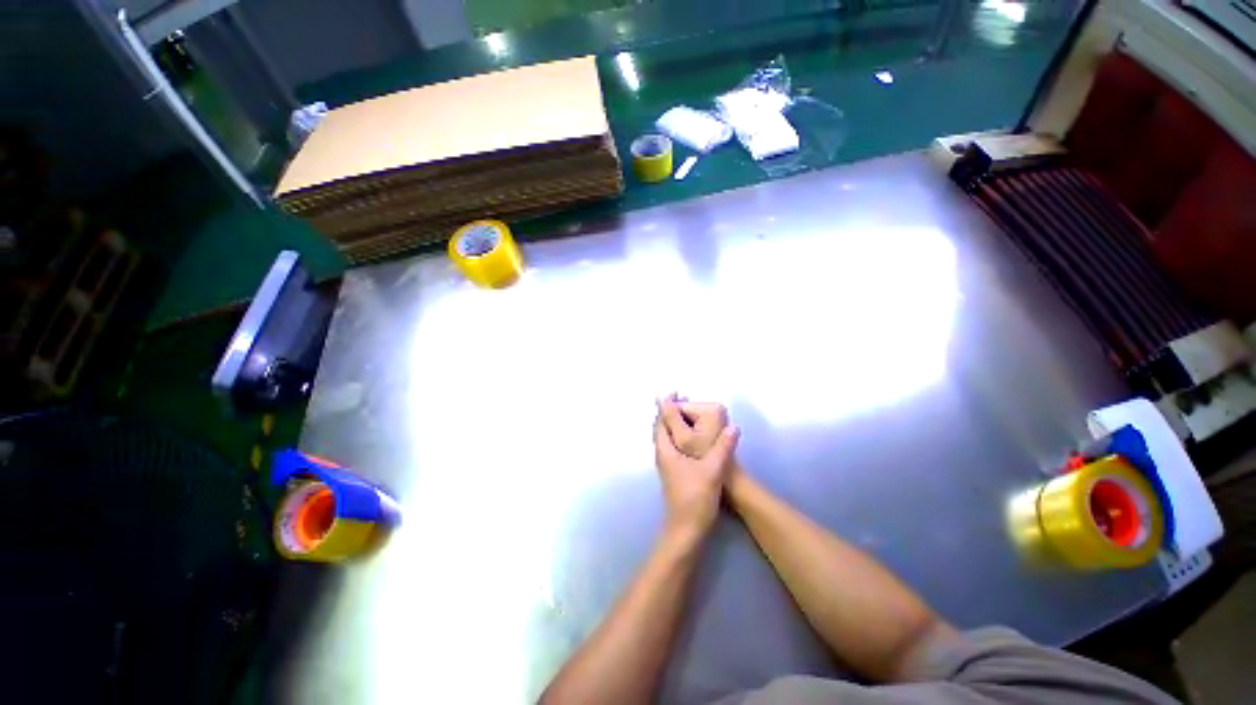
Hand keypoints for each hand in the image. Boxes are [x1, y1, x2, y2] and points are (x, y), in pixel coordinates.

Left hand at [654, 398, 739, 538]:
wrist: (686, 529)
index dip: (666, 404)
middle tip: (683, 398)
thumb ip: (723, 447)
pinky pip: (672, 445)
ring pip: (666, 436)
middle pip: (661, 426)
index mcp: (666, 449)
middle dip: (669, 411)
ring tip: (687, 413)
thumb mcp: (712, 470)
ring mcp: (667, 464)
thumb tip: (733, 426)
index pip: (662, 420)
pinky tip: (691, 437)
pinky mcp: (674, 472)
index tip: (675, 391)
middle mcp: (663, 454)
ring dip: (673, 422)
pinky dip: (678, 434)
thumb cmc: (695, 498)